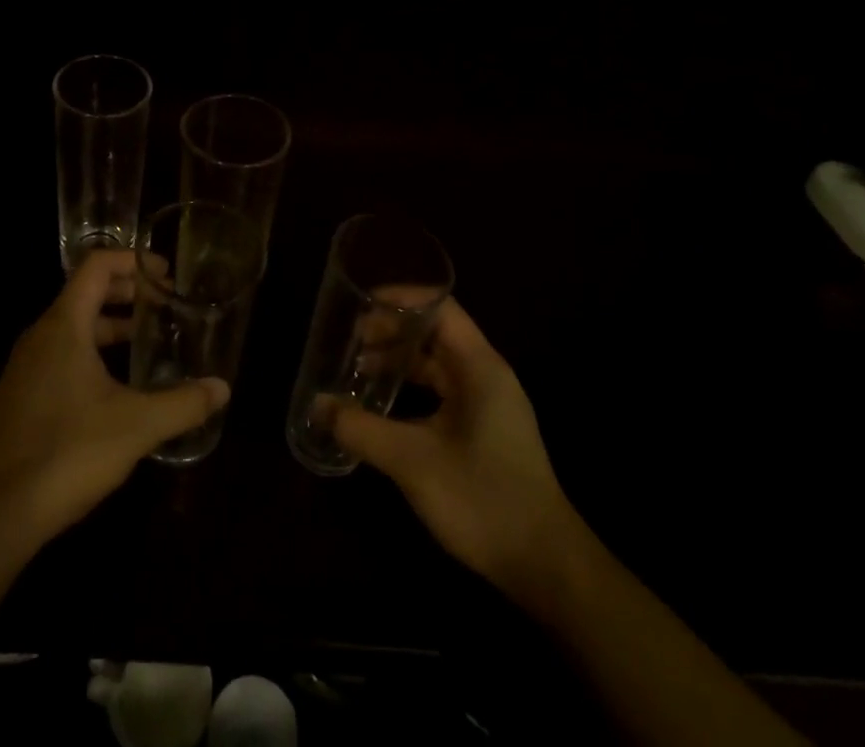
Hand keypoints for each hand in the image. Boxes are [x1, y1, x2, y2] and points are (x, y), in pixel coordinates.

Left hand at [0, 250, 228, 540]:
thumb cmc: (66, 453)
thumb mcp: (135, 426)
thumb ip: (182, 403)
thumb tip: (223, 388)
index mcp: (63, 325)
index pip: (97, 265)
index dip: (133, 261)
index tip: (166, 274)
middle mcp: (40, 336)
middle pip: (85, 292)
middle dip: (127, 291)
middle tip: (165, 304)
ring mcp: (26, 367)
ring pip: (73, 326)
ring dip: (110, 324)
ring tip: (148, 339)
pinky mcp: (21, 397)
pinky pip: (61, 354)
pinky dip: (92, 351)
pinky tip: (116, 386)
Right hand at [332, 300, 581, 595]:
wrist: (547, 567)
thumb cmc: (483, 499)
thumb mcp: (412, 461)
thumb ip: (361, 429)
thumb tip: (317, 405)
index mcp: (478, 366)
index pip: (440, 306)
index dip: (400, 298)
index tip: (361, 303)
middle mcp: (486, 374)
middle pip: (436, 332)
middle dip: (392, 331)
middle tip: (351, 340)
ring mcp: (489, 403)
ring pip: (439, 363)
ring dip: (401, 361)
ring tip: (359, 369)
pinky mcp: (487, 430)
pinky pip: (444, 390)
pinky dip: (414, 388)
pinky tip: (386, 407)